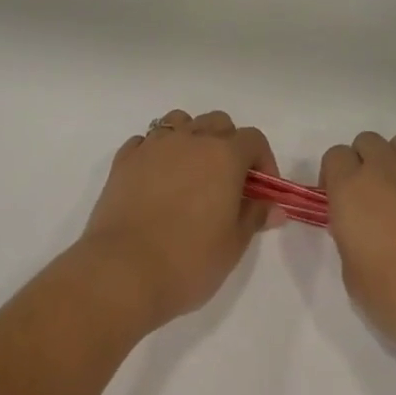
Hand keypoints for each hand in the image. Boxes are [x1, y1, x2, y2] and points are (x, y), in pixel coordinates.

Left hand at [78, 110, 279, 331]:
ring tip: (191, 172)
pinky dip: (156, 152)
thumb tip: (273, 207)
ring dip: (191, 138)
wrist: (122, 272)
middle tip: (228, 182)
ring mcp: (154, 146)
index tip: (262, 191)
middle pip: (218, 122)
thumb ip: (254, 217)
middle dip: (229, 145)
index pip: (253, 139)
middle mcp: (191, 139)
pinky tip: (156, 179)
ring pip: (180, 122)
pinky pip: (146, 141)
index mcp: (224, 155)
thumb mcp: (233, 246)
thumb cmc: (188, 261)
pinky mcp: (125, 160)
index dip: (263, 161)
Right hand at [322, 131, 395, 353]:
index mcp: (350, 190)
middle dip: (362, 162)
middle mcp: (382, 170)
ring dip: (393, 160)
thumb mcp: (355, 282)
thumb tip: (358, 235)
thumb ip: (350, 247)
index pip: (334, 157)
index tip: (338, 206)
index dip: (333, 176)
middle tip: (366, 200)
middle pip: (366, 141)